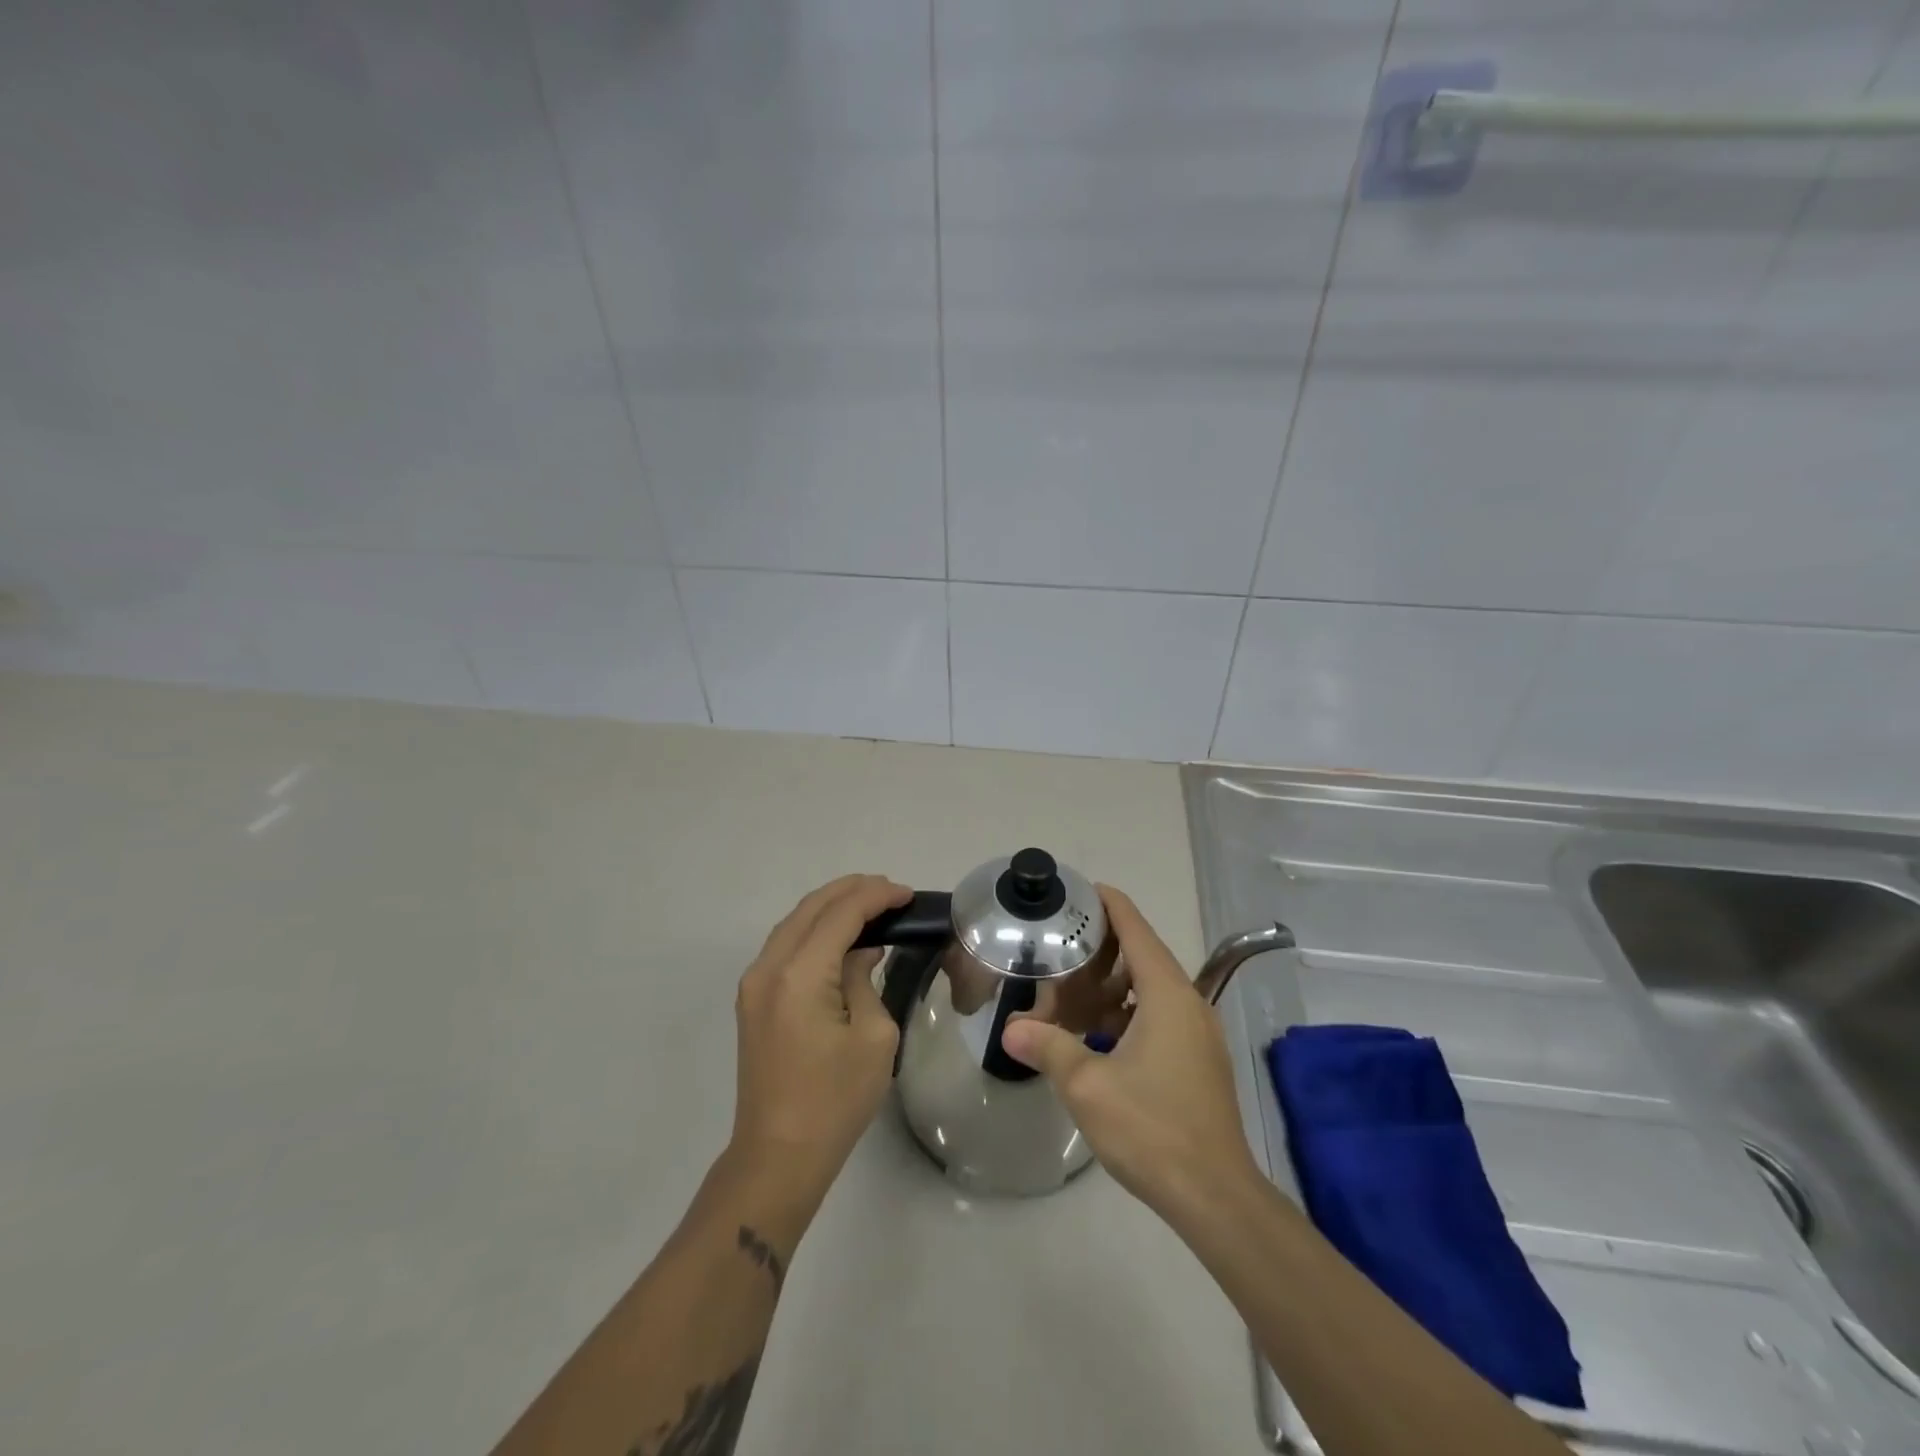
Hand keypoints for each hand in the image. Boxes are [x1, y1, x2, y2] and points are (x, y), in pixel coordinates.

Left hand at [727, 875, 911, 1210]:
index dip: (876, 896)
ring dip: (831, 907)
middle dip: (852, 890)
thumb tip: (861, 953)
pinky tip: (841, 935)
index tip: (908, 894)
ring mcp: (754, 983)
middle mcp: (769, 967)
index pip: (841, 914)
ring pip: (794, 922)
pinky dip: (815, 929)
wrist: (778, 1154)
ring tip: (871, 904)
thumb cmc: (835, 1100)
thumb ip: (864, 979)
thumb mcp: (872, 1036)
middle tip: (892, 892)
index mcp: (800, 975)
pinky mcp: (752, 999)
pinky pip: (785, 945)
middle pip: (812, 907)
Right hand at [1001, 886, 1258, 1215]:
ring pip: (1149, 990)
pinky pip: (1158, 1018)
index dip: (1110, 905)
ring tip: (1069, 994)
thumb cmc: (1152, 1128)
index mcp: (1168, 995)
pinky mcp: (1197, 1061)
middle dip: (1101, 950)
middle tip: (1060, 949)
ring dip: (1111, 987)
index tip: (1081, 890)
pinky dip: (1125, 1014)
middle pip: (1143, 956)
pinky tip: (1095, 1035)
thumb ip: (1048, 1047)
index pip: (1137, 929)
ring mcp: (1197, 1034)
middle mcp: (1188, 1004)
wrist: (1215, 1196)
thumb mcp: (1088, 1085)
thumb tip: (1009, 1029)